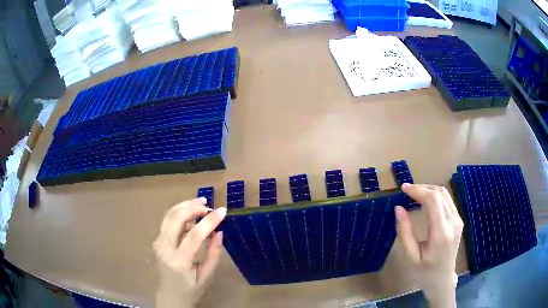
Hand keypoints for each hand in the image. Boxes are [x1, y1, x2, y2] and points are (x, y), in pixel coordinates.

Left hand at [153, 198, 226, 307]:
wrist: (170, 295)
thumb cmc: (191, 289)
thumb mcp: (206, 276)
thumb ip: (213, 254)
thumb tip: (219, 232)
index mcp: (179, 261)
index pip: (194, 235)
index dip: (209, 221)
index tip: (222, 211)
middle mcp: (165, 248)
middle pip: (176, 218)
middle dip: (193, 207)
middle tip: (208, 205)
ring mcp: (158, 243)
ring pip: (169, 215)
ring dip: (184, 206)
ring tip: (200, 203)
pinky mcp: (157, 240)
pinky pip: (167, 221)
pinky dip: (179, 213)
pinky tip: (191, 215)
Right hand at [395, 183, 463, 307]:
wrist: (443, 279)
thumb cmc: (424, 272)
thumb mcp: (410, 257)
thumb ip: (405, 232)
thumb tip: (399, 208)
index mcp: (441, 233)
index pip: (433, 200)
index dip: (418, 190)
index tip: (403, 188)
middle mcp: (453, 222)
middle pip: (440, 193)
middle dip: (422, 188)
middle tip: (406, 191)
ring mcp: (458, 220)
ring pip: (445, 194)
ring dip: (429, 190)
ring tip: (414, 194)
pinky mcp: (458, 220)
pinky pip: (447, 201)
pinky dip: (435, 196)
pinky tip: (425, 201)